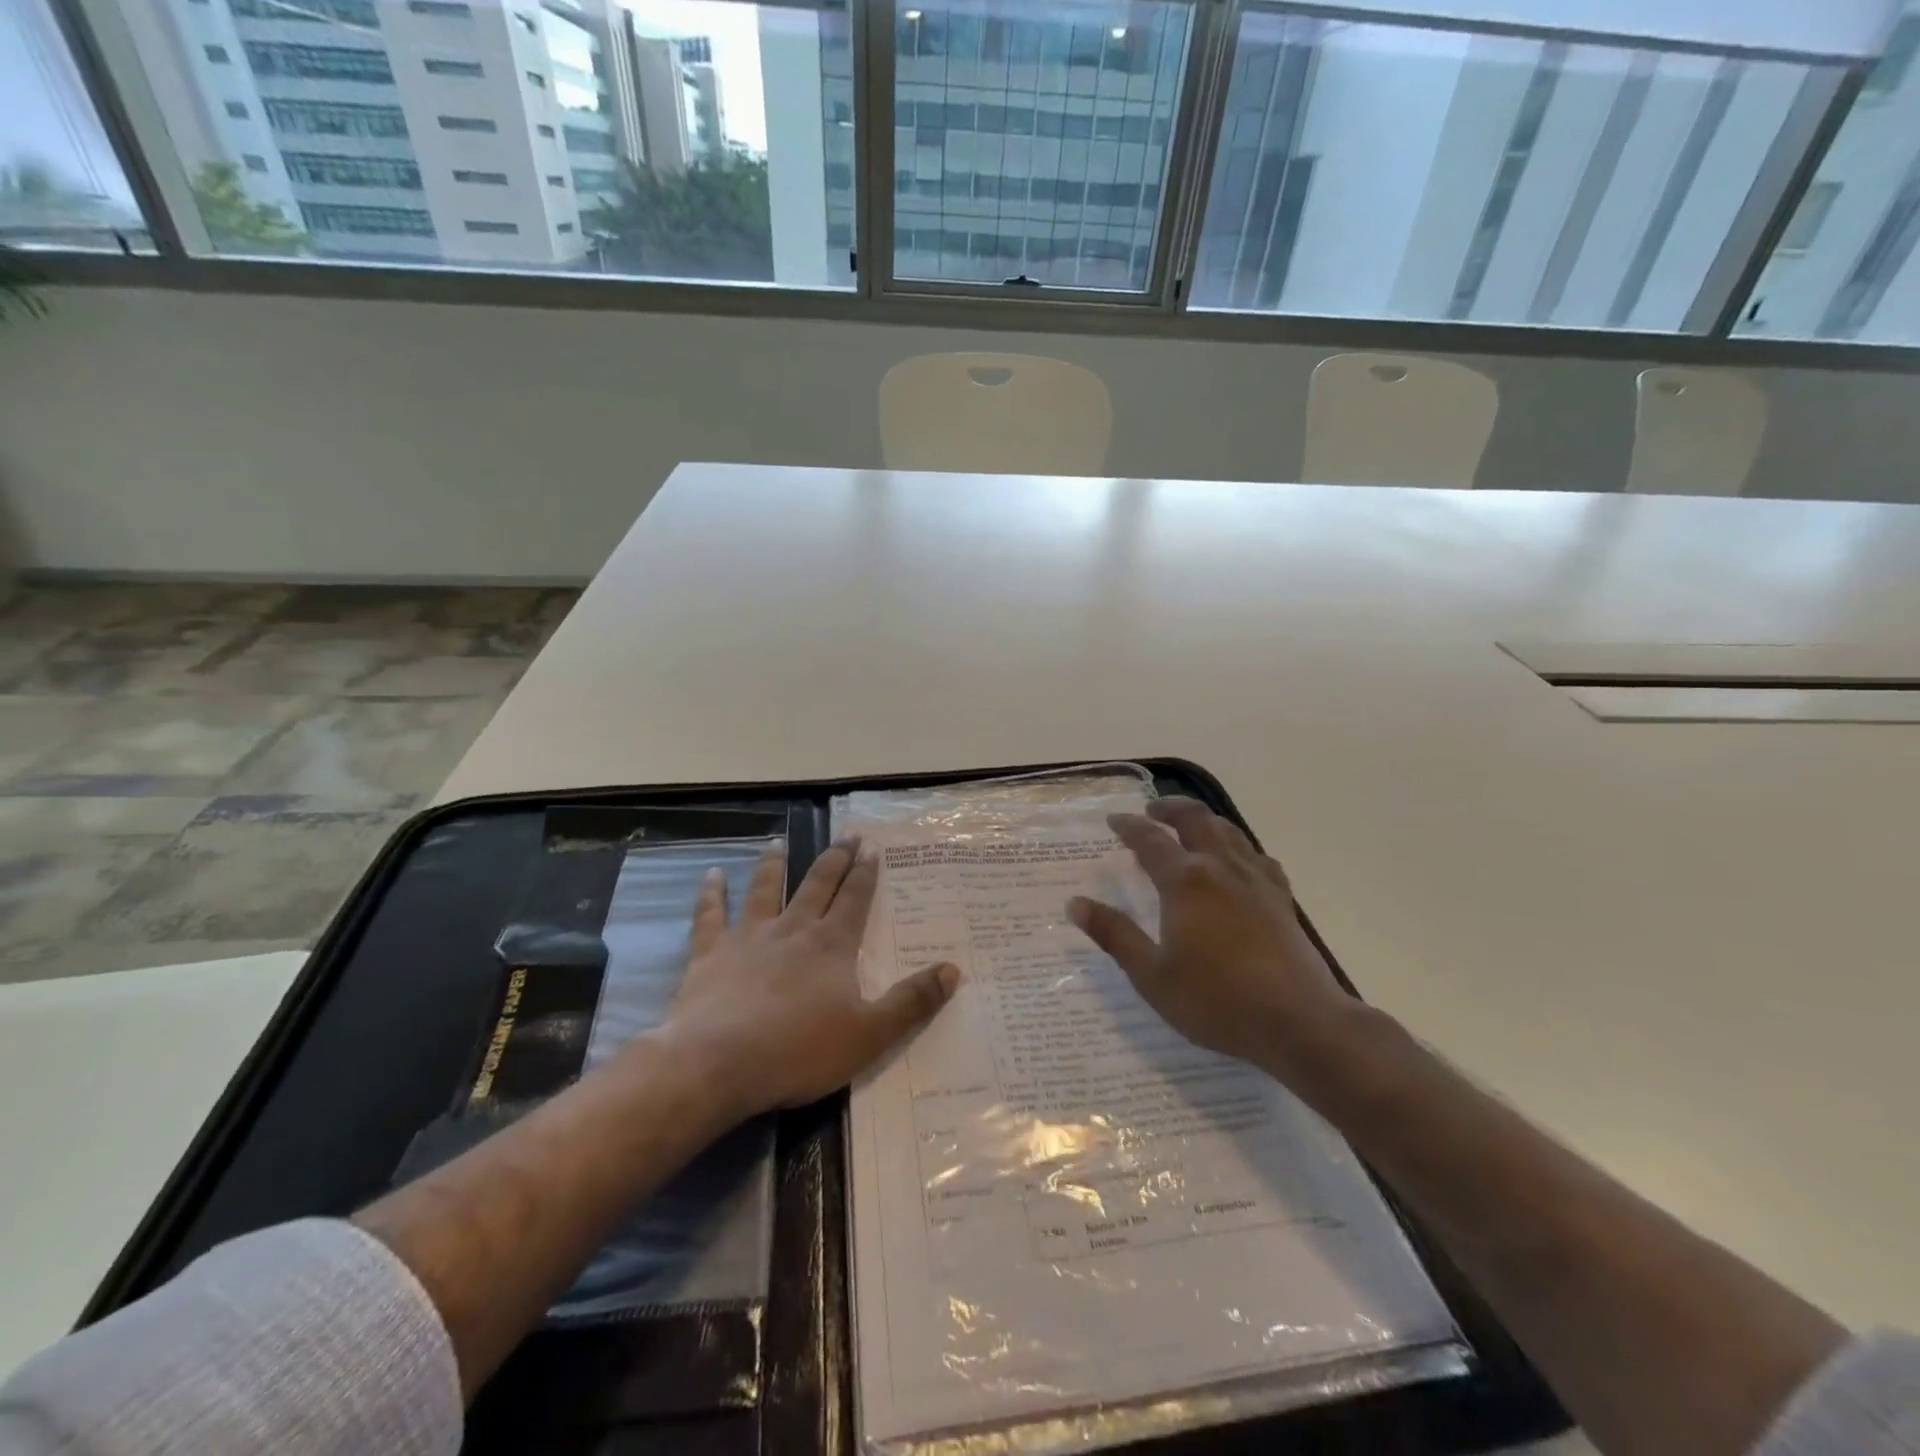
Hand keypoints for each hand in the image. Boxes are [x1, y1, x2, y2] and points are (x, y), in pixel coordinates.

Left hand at [664, 838, 957, 1118]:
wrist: (719, 1063)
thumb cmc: (799, 1050)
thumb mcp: (870, 1034)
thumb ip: (912, 1002)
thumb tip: (953, 969)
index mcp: (832, 945)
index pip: (855, 899)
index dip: (865, 873)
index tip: (871, 847)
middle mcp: (793, 929)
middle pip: (817, 885)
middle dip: (835, 859)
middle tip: (846, 835)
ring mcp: (748, 938)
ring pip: (764, 890)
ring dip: (773, 865)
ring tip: (778, 842)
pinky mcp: (709, 955)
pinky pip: (710, 916)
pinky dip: (711, 894)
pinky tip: (711, 875)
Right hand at [1068, 797, 1359, 1078]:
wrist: (1299, 1022)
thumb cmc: (1216, 1000)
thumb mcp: (1152, 975)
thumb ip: (1114, 935)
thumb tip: (1075, 904)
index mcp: (1185, 882)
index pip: (1150, 840)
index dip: (1129, 827)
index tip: (1114, 820)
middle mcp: (1220, 868)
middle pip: (1194, 819)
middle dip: (1169, 809)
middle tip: (1151, 811)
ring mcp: (1256, 880)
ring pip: (1228, 831)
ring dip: (1203, 820)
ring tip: (1189, 826)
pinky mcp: (1281, 898)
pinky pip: (1256, 855)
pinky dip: (1237, 846)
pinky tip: (1237, 861)